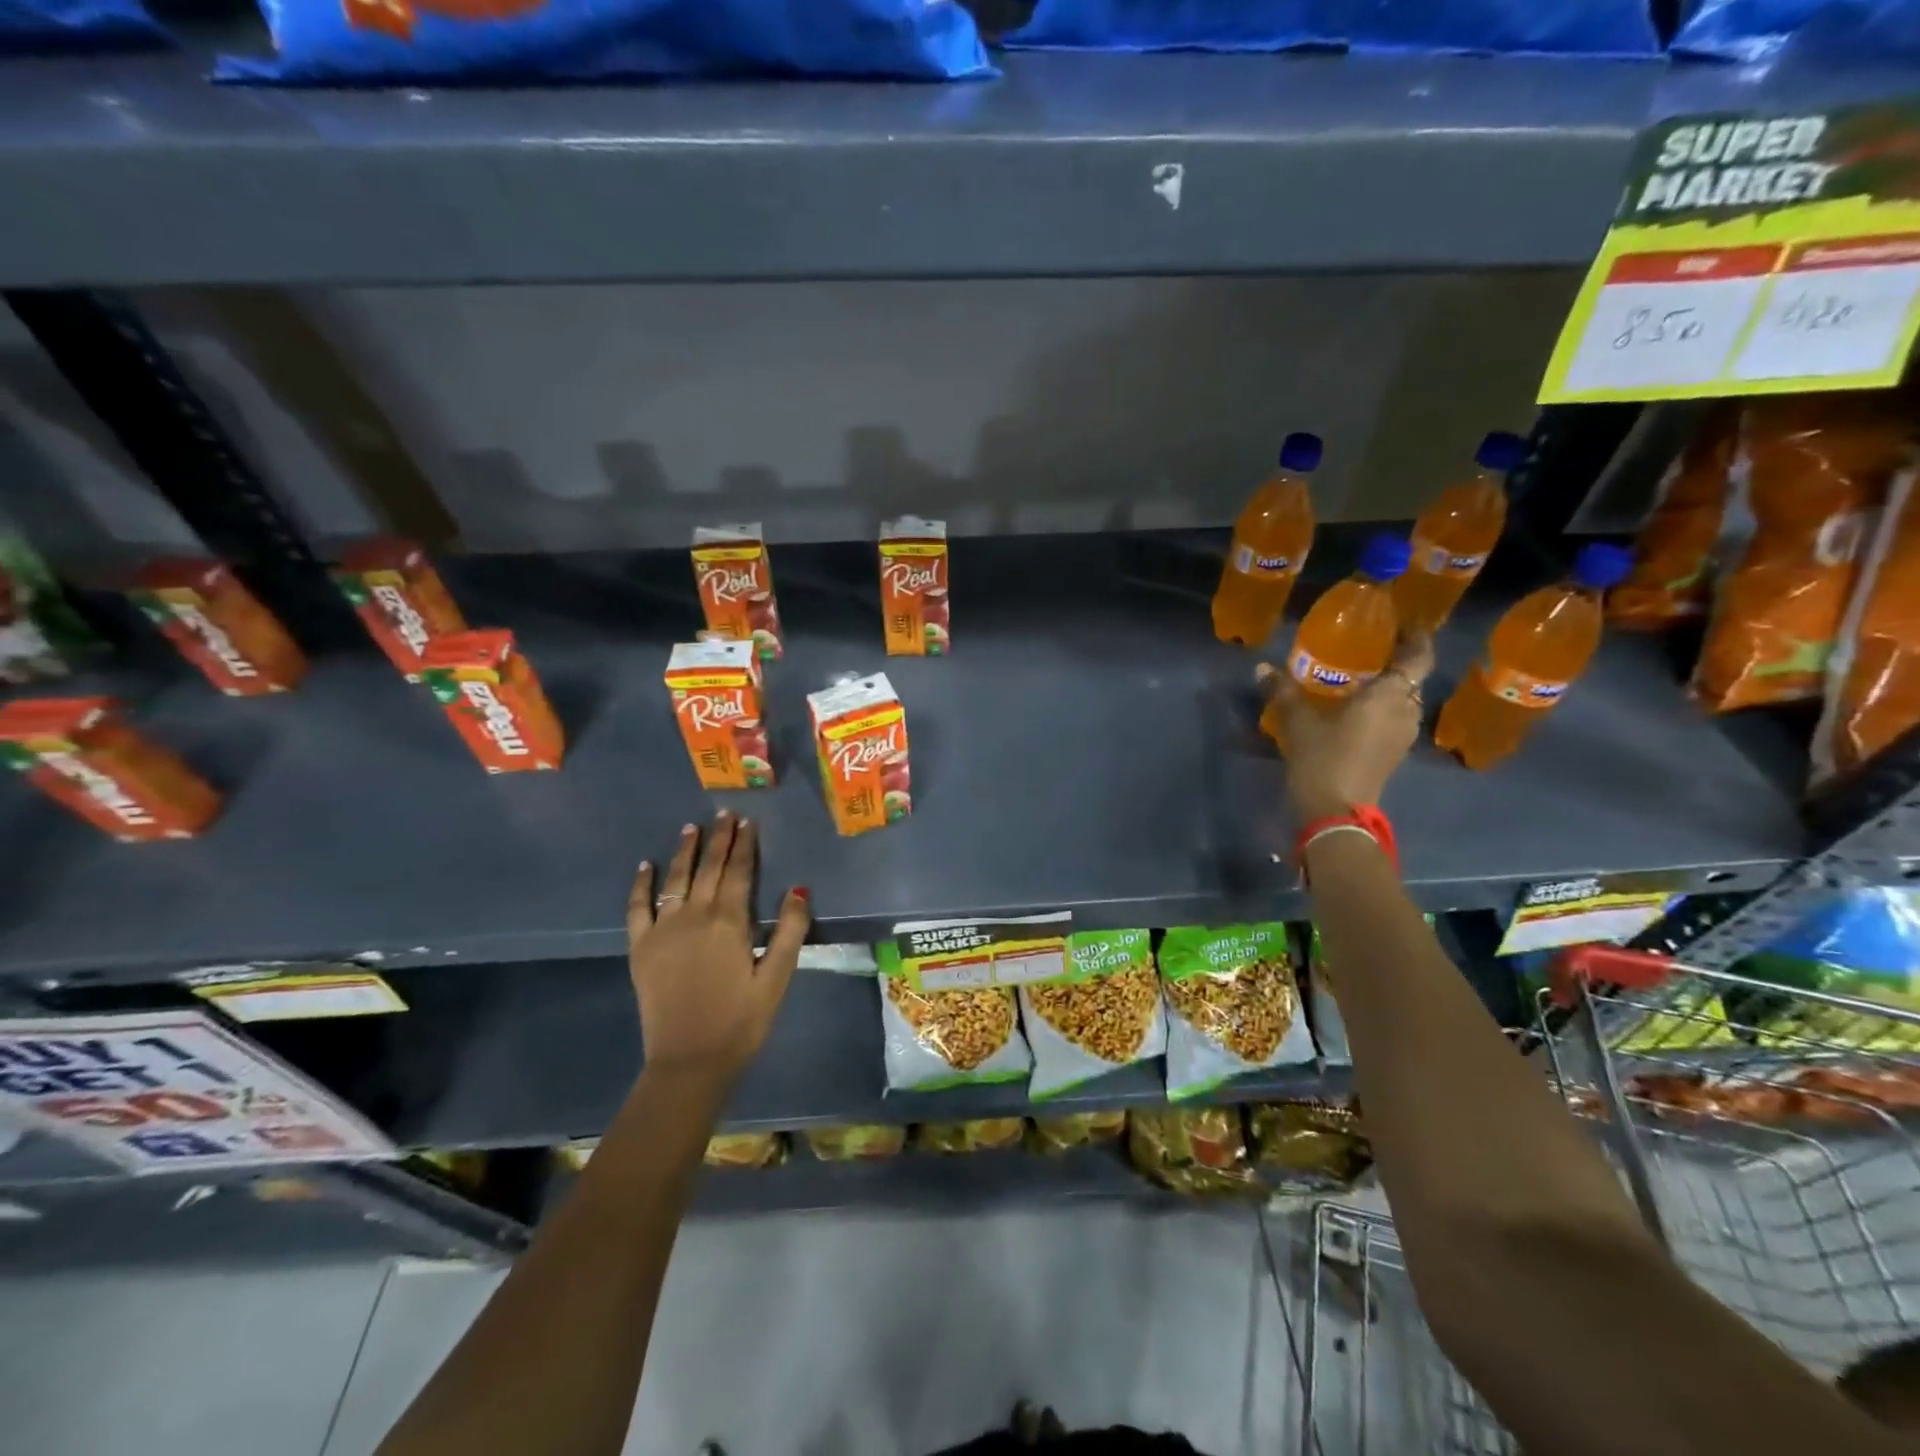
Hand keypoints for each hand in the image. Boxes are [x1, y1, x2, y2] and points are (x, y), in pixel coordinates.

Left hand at [626, 811, 810, 1089]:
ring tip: (692, 827)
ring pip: (676, 879)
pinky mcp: (641, 948)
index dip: (745, 845)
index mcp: (730, 922)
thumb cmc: (741, 1021)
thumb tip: (799, 888)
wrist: (688, 1062)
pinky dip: (641, 885)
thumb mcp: (776, 978)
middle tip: (725, 813)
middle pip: (708, 868)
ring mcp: (663, 930)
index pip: (739, 872)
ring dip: (685, 851)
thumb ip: (790, 931)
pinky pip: (638, 908)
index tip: (748, 821)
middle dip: (719, 839)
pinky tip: (646, 866)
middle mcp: (694, 916)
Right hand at [1258, 630, 1433, 820]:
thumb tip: (1262, 668)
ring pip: (1402, 701)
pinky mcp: (1393, 754)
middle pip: (1411, 678)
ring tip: (1359, 676)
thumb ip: (1282, 691)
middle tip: (1370, 646)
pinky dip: (1380, 708)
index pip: (1419, 656)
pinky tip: (1354, 708)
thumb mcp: (1297, 720)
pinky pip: (1393, 719)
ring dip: (1388, 687)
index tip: (1404, 622)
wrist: (1334, 811)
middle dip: (1396, 661)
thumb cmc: (1322, 757)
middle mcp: (1406, 711)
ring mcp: (1402, 736)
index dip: (1417, 637)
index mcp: (1391, 695)